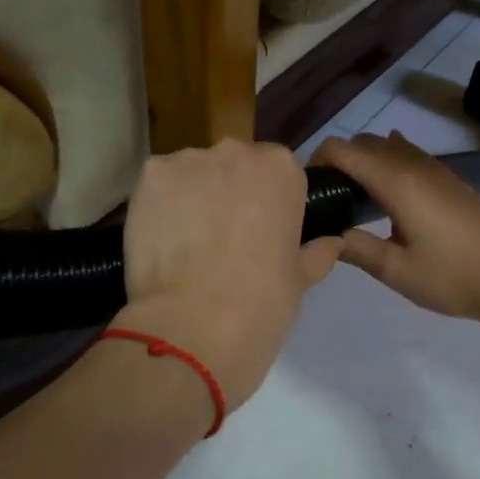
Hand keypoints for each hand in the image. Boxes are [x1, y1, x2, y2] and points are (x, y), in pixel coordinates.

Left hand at [116, 139, 341, 409]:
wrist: (193, 326)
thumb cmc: (261, 303)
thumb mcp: (301, 280)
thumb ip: (316, 252)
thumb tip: (331, 242)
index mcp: (283, 170)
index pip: (280, 171)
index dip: (271, 201)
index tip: (264, 230)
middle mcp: (236, 152)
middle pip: (234, 165)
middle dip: (231, 192)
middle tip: (225, 238)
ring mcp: (187, 161)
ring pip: (194, 173)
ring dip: (195, 197)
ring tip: (188, 243)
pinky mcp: (148, 178)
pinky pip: (159, 186)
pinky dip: (161, 206)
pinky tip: (163, 239)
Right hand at [309, 131, 479, 326]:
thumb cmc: (453, 278)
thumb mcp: (396, 271)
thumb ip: (355, 248)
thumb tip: (323, 234)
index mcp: (396, 182)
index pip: (343, 150)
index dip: (316, 161)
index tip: (304, 190)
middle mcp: (413, 165)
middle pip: (363, 143)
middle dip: (337, 160)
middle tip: (324, 199)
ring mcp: (436, 169)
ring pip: (387, 147)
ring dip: (363, 161)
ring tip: (350, 197)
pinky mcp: (450, 180)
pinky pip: (408, 156)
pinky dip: (387, 163)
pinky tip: (384, 191)